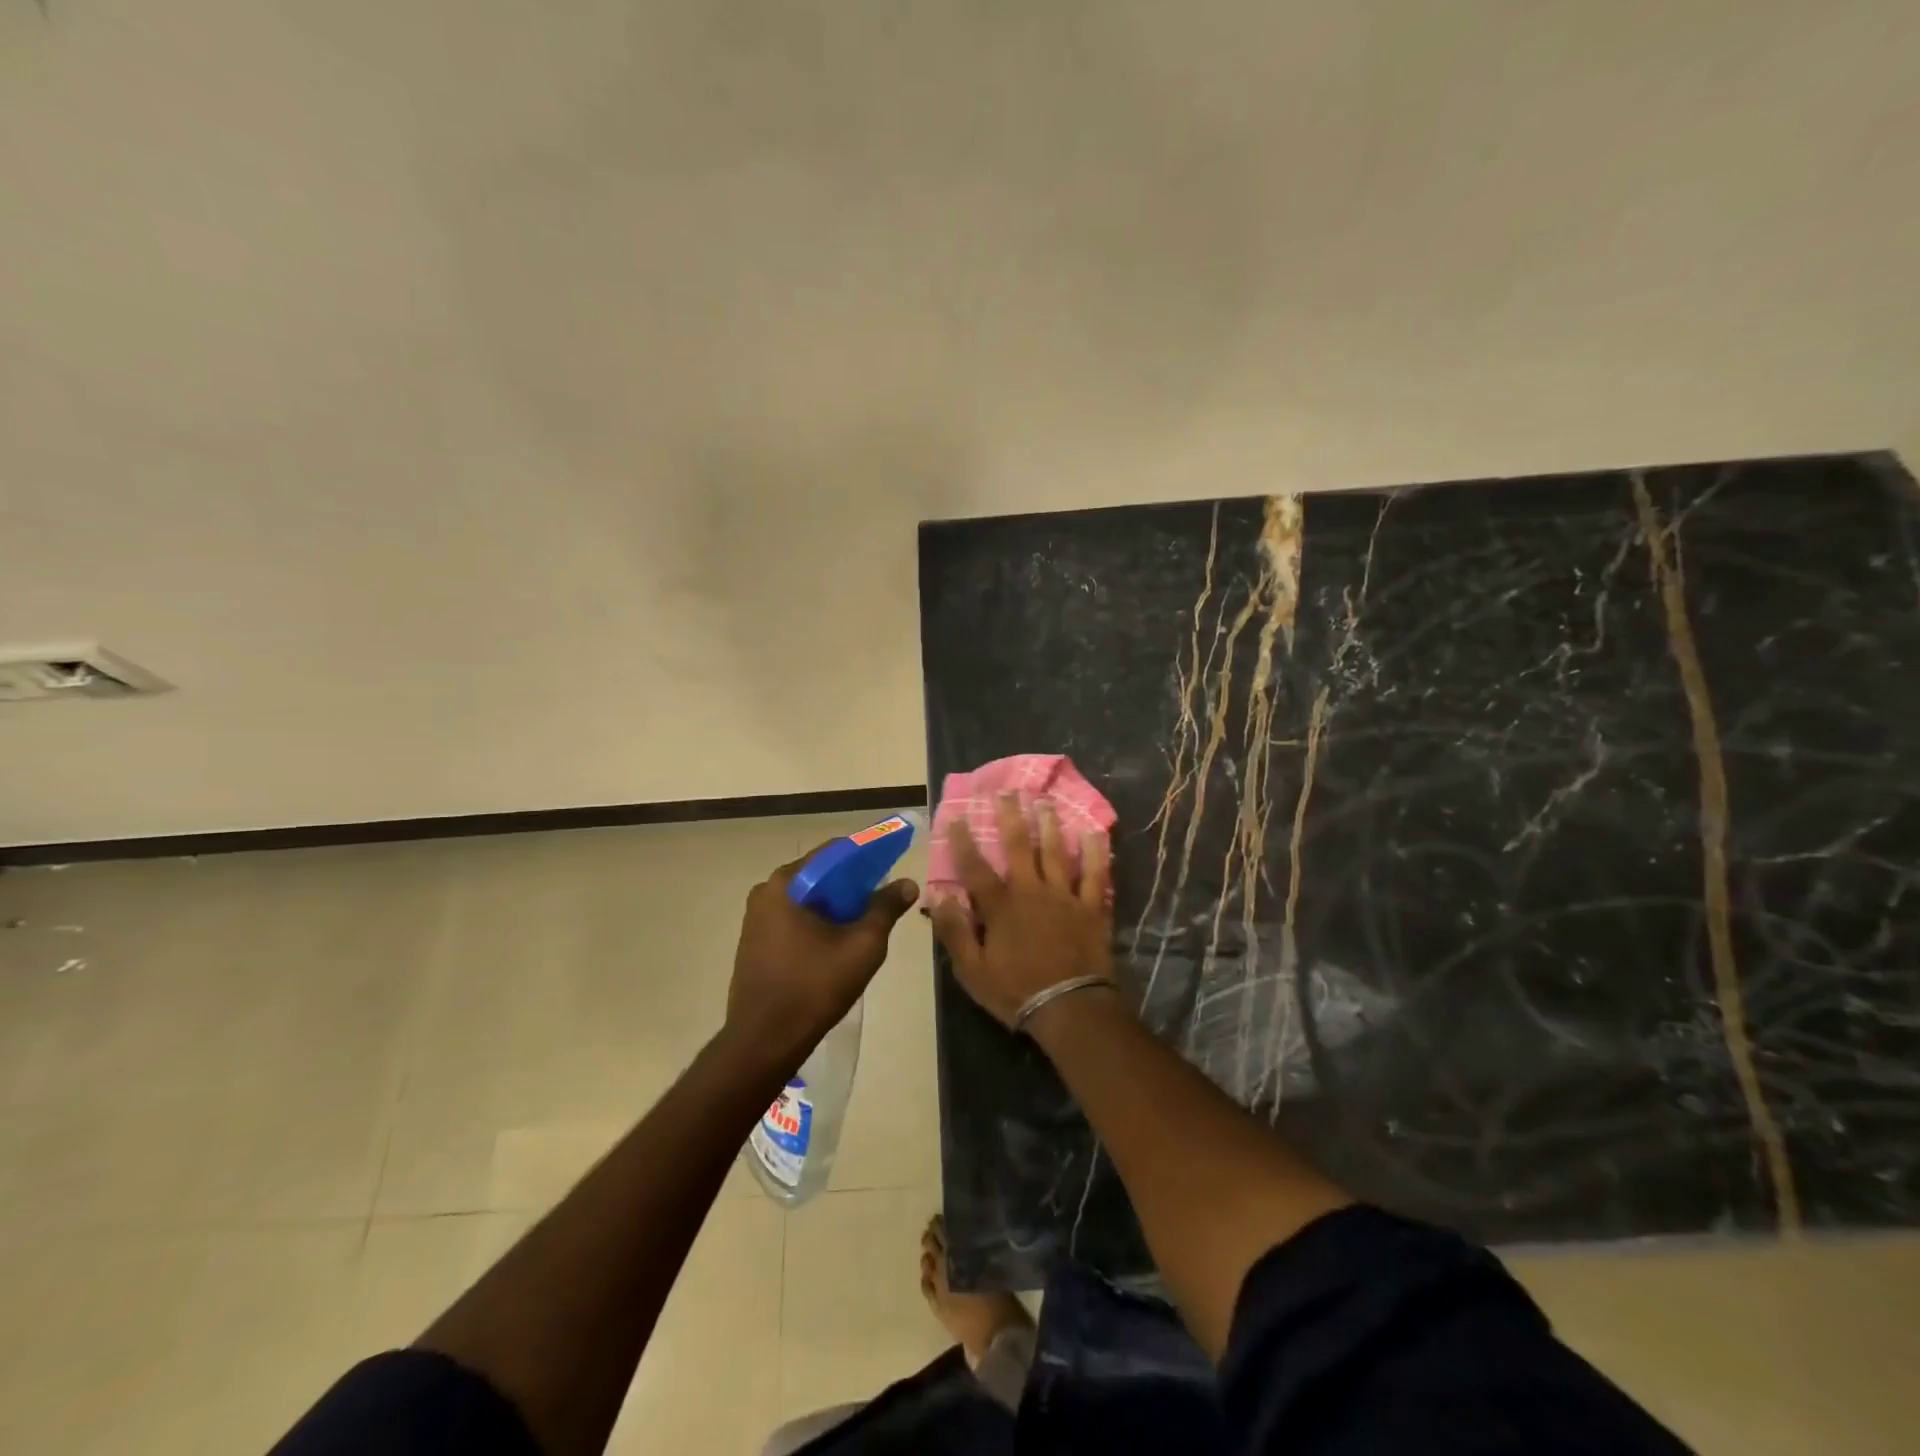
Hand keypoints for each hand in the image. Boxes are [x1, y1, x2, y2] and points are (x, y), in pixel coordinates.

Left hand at [725, 844, 917, 1069]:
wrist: (764, 1042)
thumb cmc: (815, 987)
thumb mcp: (862, 945)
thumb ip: (885, 908)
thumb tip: (907, 883)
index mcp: (787, 883)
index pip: (834, 852)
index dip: (866, 855)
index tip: (891, 864)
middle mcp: (766, 891)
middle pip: (820, 875)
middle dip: (852, 884)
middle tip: (882, 899)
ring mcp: (756, 917)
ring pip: (808, 898)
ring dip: (836, 905)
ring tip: (865, 922)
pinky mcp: (754, 941)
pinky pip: (794, 917)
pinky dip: (818, 921)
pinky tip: (838, 941)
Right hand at [930, 793, 1114, 1028]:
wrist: (1071, 1008)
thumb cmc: (1017, 990)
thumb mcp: (972, 970)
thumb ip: (955, 931)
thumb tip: (938, 895)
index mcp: (1000, 906)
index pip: (975, 868)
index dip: (963, 842)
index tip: (956, 817)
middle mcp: (1031, 891)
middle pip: (1018, 847)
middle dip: (1011, 817)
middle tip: (1008, 792)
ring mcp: (1064, 896)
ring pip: (1055, 852)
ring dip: (1049, 825)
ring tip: (1045, 802)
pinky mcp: (1091, 907)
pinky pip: (1094, 874)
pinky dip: (1095, 852)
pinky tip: (1094, 833)